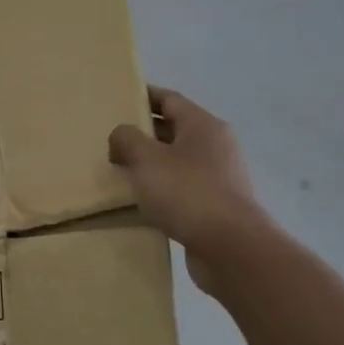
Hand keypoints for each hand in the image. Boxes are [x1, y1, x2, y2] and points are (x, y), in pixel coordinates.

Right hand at [108, 86, 269, 295]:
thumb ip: (126, 139)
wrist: (231, 248)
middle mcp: (216, 145)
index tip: (118, 100)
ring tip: (122, 170)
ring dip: (152, 163)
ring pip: (178, 160)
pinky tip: (142, 201)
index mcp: (203, 125)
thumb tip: (121, 136)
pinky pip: (183, 187)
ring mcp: (220, 176)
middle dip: (144, 132)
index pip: (169, 99)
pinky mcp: (217, 205)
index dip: (143, 96)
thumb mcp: (145, 159)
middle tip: (112, 139)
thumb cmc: (187, 193)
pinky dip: (163, 188)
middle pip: (175, 129)